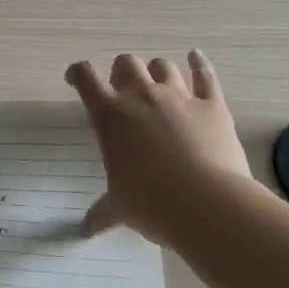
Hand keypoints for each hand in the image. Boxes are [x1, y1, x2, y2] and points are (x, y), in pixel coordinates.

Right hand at [65, 50, 256, 246]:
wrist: (207, 204)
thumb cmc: (151, 204)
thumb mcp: (120, 209)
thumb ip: (102, 213)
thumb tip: (85, 230)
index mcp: (110, 115)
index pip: (85, 77)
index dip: (78, 73)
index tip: (76, 79)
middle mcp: (141, 96)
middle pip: (126, 63)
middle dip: (122, 72)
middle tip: (123, 90)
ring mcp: (179, 96)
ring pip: (163, 66)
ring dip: (157, 71)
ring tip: (158, 83)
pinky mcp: (212, 104)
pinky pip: (205, 74)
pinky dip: (199, 63)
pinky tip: (195, 57)